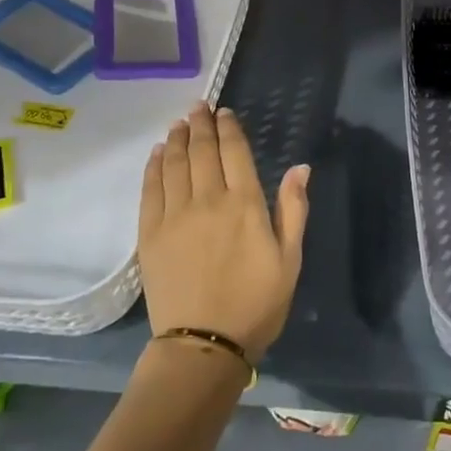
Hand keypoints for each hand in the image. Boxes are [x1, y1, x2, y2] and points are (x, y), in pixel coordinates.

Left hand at [138, 103, 310, 360]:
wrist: (204, 344)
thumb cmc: (257, 303)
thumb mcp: (290, 259)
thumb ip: (293, 209)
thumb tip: (300, 168)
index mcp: (245, 204)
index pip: (234, 152)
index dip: (229, 128)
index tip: (224, 112)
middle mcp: (207, 200)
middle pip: (200, 151)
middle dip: (200, 124)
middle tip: (198, 106)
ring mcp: (174, 215)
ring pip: (172, 164)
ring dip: (176, 139)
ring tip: (178, 123)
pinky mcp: (149, 234)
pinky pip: (150, 189)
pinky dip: (153, 166)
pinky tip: (156, 154)